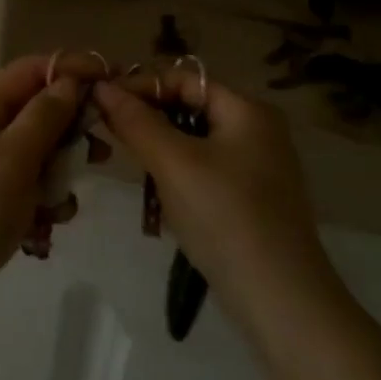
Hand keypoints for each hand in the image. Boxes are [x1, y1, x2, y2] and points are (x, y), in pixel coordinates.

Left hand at [0, 56, 95, 337]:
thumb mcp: (12, 158)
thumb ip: (44, 117)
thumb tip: (69, 82)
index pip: (31, 71)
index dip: (70, 69)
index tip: (111, 81)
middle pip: (38, 113)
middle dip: (71, 131)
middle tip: (100, 154)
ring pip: (39, 156)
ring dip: (59, 175)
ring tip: (61, 204)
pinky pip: (30, 191)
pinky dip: (43, 204)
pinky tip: (44, 229)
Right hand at [94, 75, 345, 337]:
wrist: (280, 300)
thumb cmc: (225, 216)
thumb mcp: (173, 162)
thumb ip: (135, 120)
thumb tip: (102, 86)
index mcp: (247, 109)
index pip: (183, 79)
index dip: (140, 86)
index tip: (100, 103)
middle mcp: (258, 130)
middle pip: (190, 107)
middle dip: (148, 118)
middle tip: (108, 132)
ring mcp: (259, 166)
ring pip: (195, 141)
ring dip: (159, 148)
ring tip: (129, 162)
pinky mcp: (253, 199)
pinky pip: (206, 169)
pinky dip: (178, 173)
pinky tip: (158, 195)